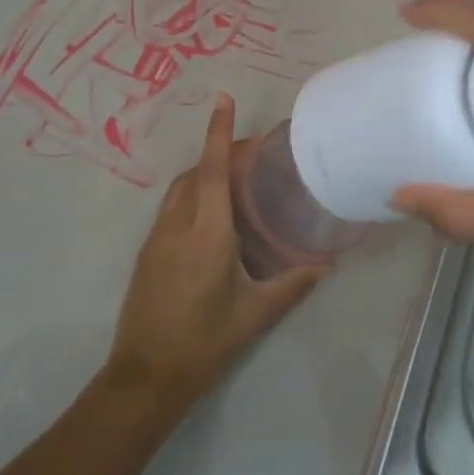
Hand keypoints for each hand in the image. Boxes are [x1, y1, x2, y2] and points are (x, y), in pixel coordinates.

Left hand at [104, 94, 328, 413]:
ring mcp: (156, 238)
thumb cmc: (205, 342)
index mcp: (206, 233)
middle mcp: (177, 226)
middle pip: (196, 173)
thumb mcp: (255, 313)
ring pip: (180, 190)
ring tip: (236, 181)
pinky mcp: (147, 253)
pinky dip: (192, 197)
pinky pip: (171, 209)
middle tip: (252, 155)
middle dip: (219, 153)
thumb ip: (293, 284)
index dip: (219, 133)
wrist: (147, 374)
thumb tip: (326, 265)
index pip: (213, 170)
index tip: (224, 100)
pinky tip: (213, 218)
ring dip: (204, 174)